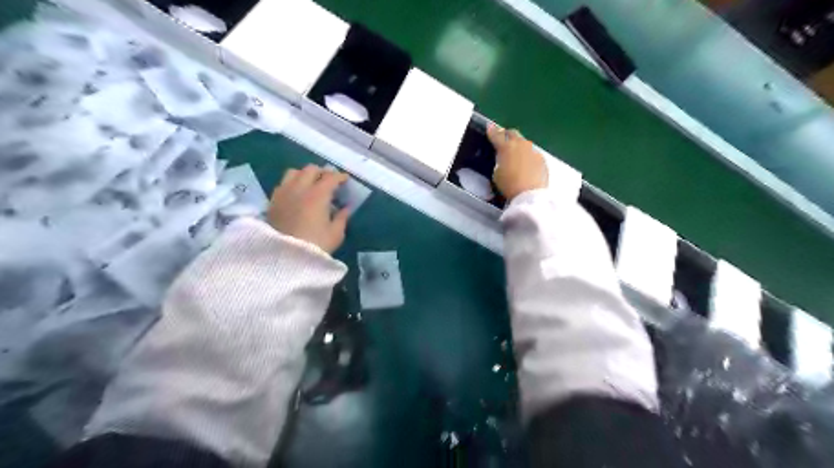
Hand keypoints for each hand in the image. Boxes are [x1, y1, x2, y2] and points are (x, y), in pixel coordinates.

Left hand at [268, 165, 348, 251]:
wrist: (284, 258)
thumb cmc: (316, 245)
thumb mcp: (335, 234)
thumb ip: (342, 217)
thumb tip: (346, 207)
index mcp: (318, 195)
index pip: (331, 177)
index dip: (340, 176)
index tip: (346, 180)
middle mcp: (300, 188)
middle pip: (311, 169)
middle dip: (323, 172)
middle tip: (330, 181)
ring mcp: (284, 193)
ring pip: (294, 172)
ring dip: (305, 174)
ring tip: (311, 183)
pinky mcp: (273, 201)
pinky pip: (283, 183)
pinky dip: (292, 183)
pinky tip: (297, 193)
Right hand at [489, 123, 548, 199]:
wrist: (530, 195)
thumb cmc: (509, 185)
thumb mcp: (497, 173)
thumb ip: (499, 161)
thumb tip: (502, 158)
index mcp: (506, 147)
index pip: (497, 135)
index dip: (492, 131)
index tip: (490, 127)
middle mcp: (521, 144)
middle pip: (513, 133)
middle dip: (506, 135)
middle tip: (503, 139)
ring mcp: (533, 151)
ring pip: (524, 143)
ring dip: (518, 146)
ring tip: (515, 155)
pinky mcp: (542, 159)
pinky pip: (532, 153)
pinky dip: (527, 156)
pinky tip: (526, 165)